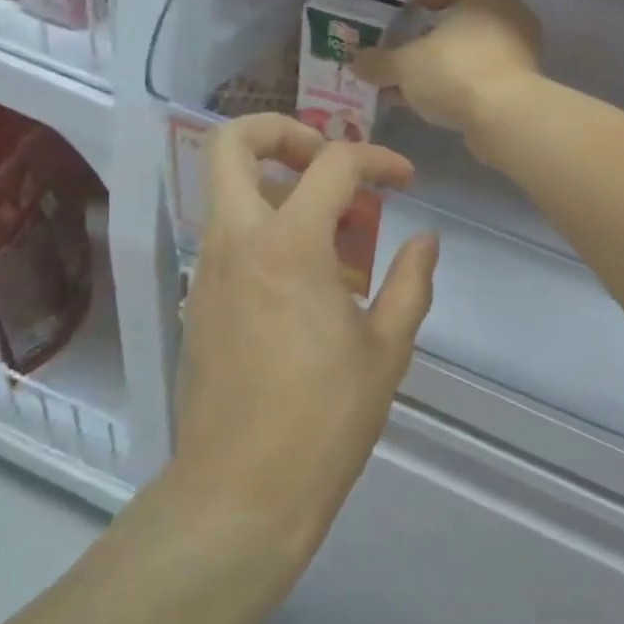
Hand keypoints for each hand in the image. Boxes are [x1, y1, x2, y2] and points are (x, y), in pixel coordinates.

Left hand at [168, 114, 438, 562]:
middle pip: (232, 144)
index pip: (332, 164)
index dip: (377, 159)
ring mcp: (207, 272)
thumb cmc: (325, 419)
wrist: (240, 492)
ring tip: (335, 232)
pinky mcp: (197, 303)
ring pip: (227, 191)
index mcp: (289, 246)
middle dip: (283, 131)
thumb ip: (410, 282)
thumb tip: (426, 240)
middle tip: (328, 160)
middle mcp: (236, 243)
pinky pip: (228, 238)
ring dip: (278, 187)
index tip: (404, 181)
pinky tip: (309, 283)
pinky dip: (266, 231)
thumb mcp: (387, 349)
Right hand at [353, 0, 542, 140]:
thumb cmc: (455, 71)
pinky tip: (435, 103)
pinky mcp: (524, 84)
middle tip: (414, 46)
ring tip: (416, 81)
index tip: (417, 9)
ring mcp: (522, 52)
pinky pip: (487, 75)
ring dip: (448, 62)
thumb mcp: (405, 65)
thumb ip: (379, 62)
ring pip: (478, 49)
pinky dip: (463, 83)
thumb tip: (356, 63)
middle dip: (440, 32)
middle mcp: (512, 16)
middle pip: (473, 15)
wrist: (505, 118)